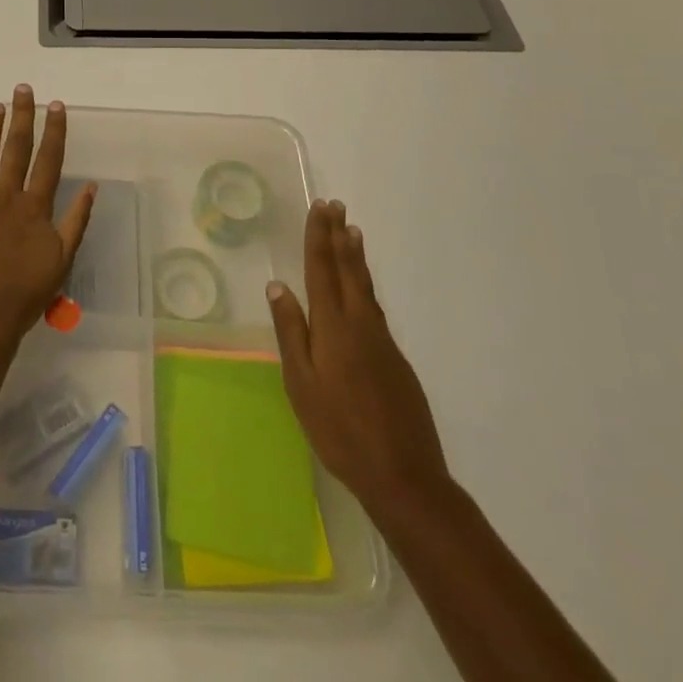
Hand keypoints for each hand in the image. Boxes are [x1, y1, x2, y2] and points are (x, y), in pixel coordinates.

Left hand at [0, 86, 96, 345]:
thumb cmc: (24, 295)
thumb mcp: (62, 260)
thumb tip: (92, 185)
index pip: (48, 160)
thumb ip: (77, 221)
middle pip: (16, 148)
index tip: (56, 105)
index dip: (54, 131)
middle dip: (22, 116)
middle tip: (22, 89)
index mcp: (34, 207)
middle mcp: (6, 195)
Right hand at [267, 199, 449, 512]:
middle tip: (336, 206)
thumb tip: (278, 286)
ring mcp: (382, 340)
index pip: (322, 269)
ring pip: (365, 286)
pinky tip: (362, 288)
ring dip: (356, 256)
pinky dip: (365, 283)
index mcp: (333, 326)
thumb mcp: (301, 384)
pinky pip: (375, 307)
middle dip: (339, 236)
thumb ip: (291, 332)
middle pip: (348, 270)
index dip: (318, 237)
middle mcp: (360, 323)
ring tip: (352, 231)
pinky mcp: (395, 359)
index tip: (319, 208)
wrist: (404, 476)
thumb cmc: (340, 431)